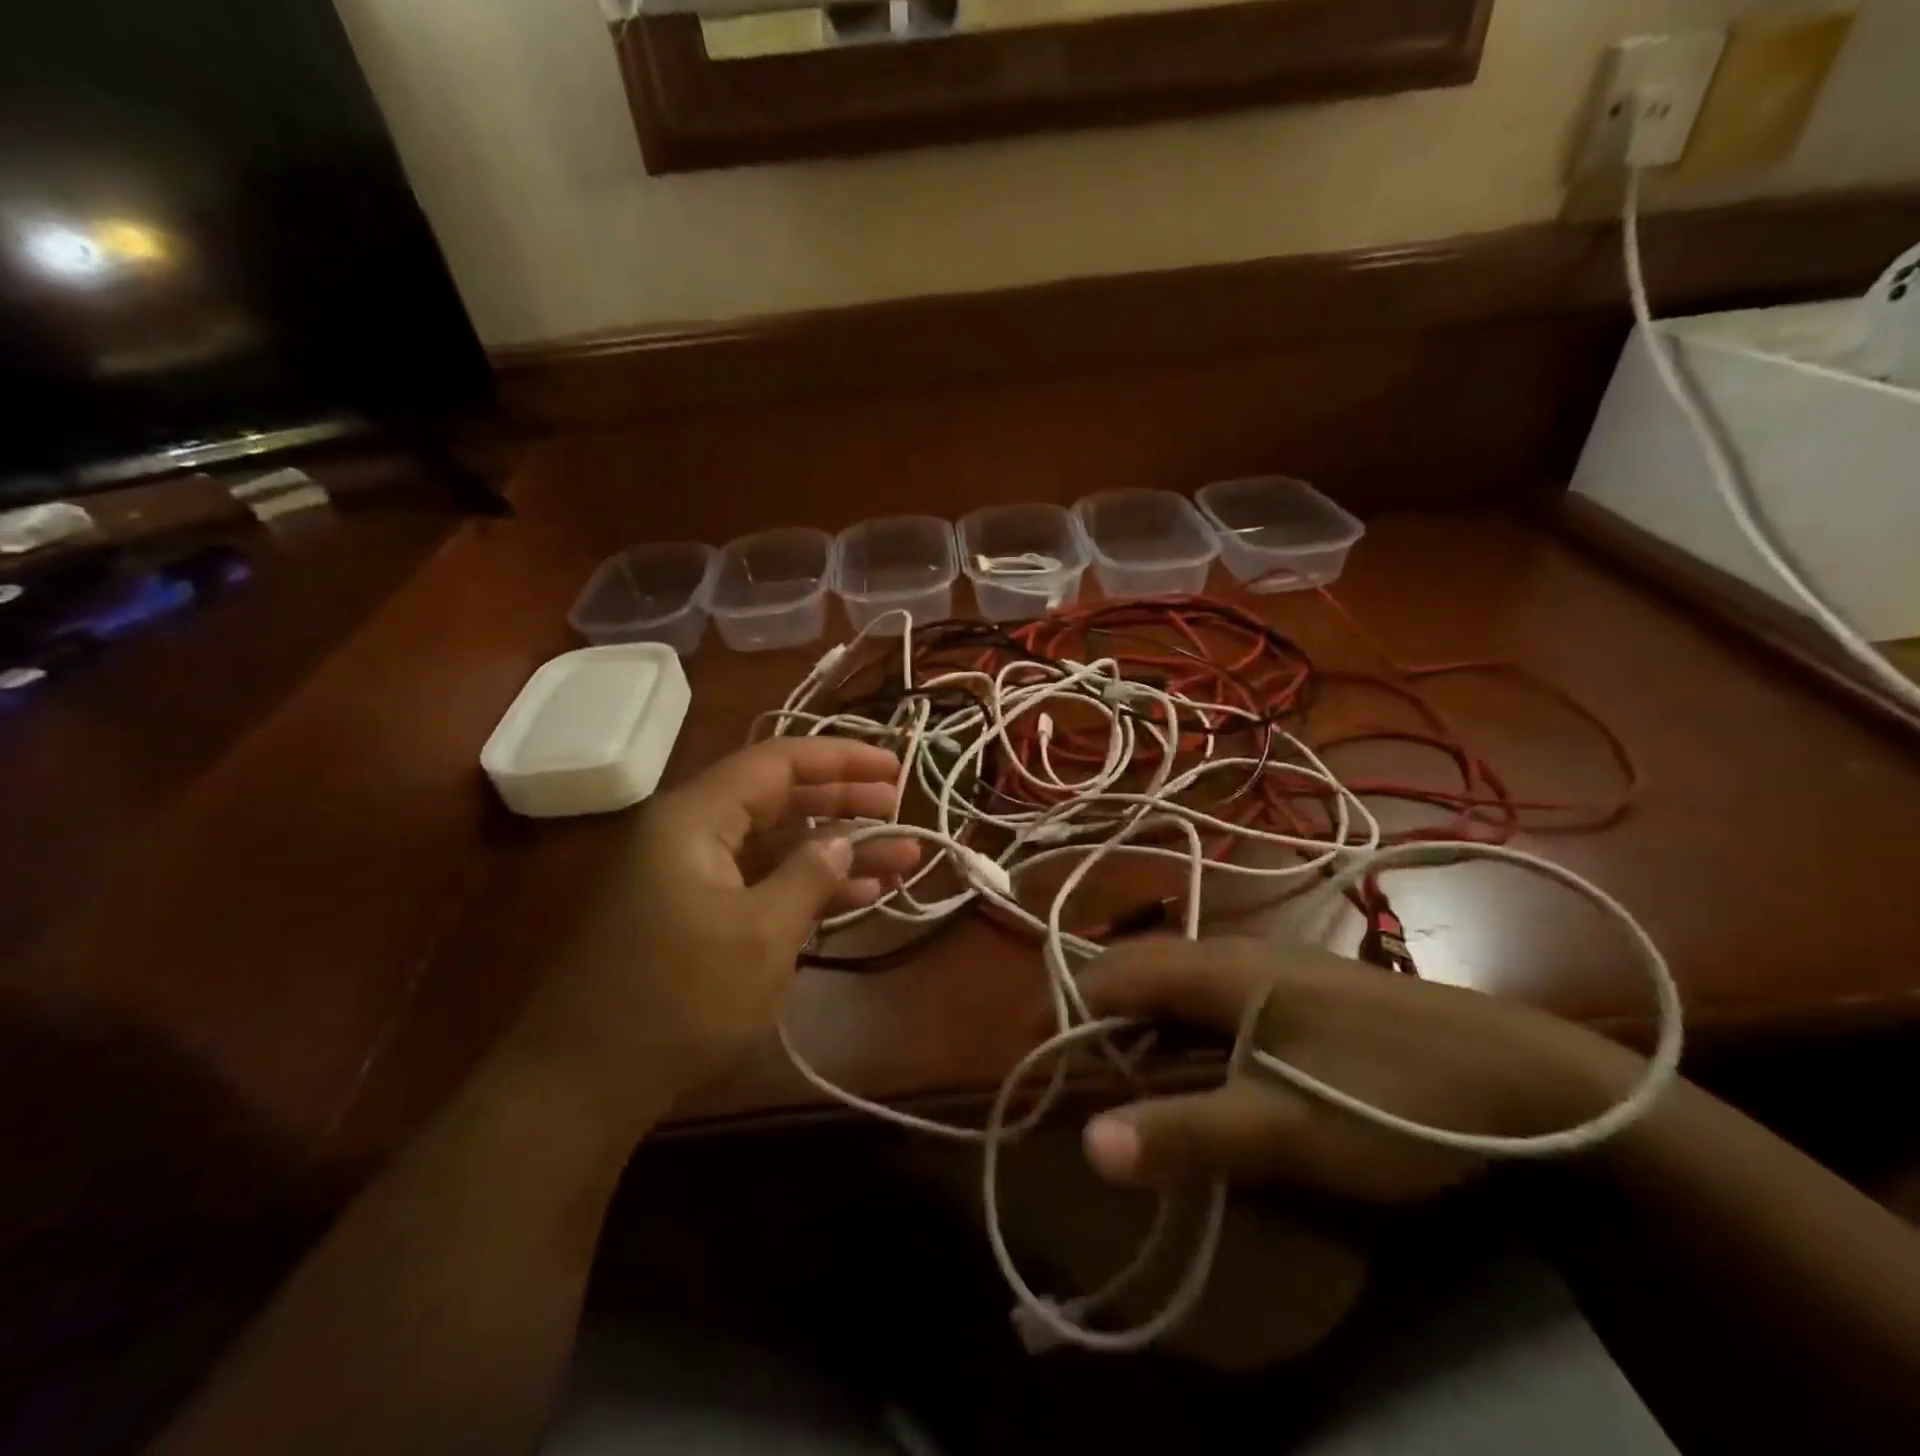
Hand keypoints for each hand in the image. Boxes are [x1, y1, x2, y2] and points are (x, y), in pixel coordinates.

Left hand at [509, 738, 920, 1133]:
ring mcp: (691, 876)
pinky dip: (807, 885)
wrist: (585, 1083)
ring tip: (901, 856)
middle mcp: (690, 834)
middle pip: (778, 798)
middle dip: (842, 802)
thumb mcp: (761, 934)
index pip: (776, 762)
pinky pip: (761, 882)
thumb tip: (844, 840)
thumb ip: (810, 875)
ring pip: (776, 844)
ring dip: (836, 850)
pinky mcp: (696, 915)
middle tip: (899, 808)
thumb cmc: (679, 997)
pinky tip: (860, 894)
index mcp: (694, 818)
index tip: (892, 768)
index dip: (839, 758)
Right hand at [1076, 938, 1624, 1201]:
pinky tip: (1199, 1069)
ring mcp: (1269, 969)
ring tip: (1124, 1082)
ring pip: (1175, 985)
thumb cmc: (1395, 1097)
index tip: (1037, 1063)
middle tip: (1076, 1082)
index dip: (1063, 1012)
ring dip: (1138, 1027)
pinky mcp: (1298, 992)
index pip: (1108, 973)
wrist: (1527, 1076)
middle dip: (1094, 1021)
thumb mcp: (1286, 1129)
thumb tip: (1089, 1144)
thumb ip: (1186, 1132)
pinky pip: (1212, 1000)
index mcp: (1216, 969)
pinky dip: (1181, 1030)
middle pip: (1137, 973)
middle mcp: (1233, 954)